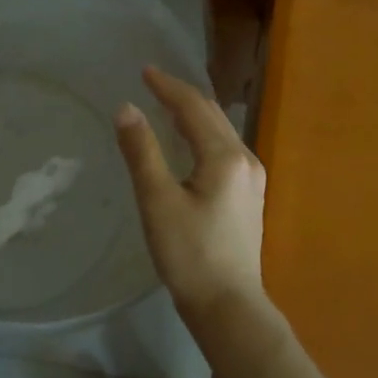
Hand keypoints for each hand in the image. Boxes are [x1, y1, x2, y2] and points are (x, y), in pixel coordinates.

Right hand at [114, 66, 269, 326]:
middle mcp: (245, 160)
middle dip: (182, 95)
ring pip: (220, 131)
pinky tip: (189, 142)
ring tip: (166, 104)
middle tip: (152, 82)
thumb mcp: (158, 201)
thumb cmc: (189, 254)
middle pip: (212, 115)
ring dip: (194, 114)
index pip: (193, 107)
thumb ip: (142, 152)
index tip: (144, 70)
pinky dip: (202, 134)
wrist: (228, 306)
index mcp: (225, 156)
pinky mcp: (248, 196)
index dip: (167, 86)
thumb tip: (126, 108)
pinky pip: (224, 149)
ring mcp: (252, 179)